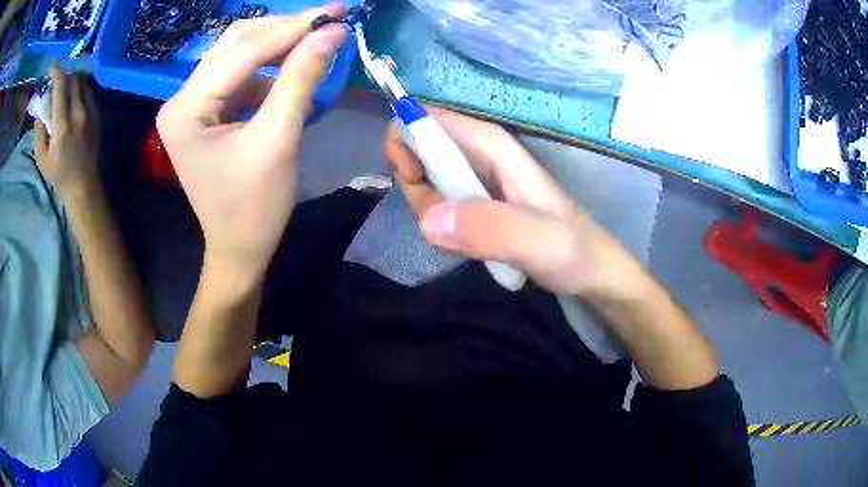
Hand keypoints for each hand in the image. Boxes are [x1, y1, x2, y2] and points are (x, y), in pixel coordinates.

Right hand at [34, 64, 99, 193]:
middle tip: (54, 80)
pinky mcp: (97, 113)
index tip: (51, 65)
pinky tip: (72, 95)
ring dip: (71, 79)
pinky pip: (88, 90)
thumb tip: (41, 107)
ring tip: (62, 87)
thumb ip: (39, 131)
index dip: (56, 72)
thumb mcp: (42, 158)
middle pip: (72, 79)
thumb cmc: (58, 173)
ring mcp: (90, 112)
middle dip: (63, 75)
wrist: (83, 183)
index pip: (61, 87)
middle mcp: (79, 113)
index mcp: (63, 125)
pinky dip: (79, 86)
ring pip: (82, 82)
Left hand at [157, 7, 346, 281]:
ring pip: (237, 54)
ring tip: (316, 41)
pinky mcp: (204, 112)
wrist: (238, 250)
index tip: (337, 12)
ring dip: (278, 45)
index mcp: (185, 109)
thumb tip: (331, 32)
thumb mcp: (279, 139)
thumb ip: (301, 78)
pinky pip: (239, 76)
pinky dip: (269, 68)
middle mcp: (180, 99)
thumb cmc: (255, 207)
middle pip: (234, 43)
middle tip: (328, 19)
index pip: (243, 51)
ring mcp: (190, 105)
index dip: (293, 28)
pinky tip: (293, 70)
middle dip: (283, 29)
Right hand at [384, 108, 646, 297]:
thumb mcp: (538, 241)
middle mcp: (478, 152)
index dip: (403, 143)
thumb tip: (429, 219)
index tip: (413, 182)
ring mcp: (476, 177)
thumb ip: (489, 229)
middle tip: (448, 222)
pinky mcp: (475, 200)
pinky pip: (437, 202)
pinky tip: (470, 244)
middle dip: (417, 187)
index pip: (425, 118)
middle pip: (417, 150)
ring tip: (469, 239)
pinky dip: (441, 225)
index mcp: (490, 144)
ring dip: (430, 211)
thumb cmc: (573, 250)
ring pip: (423, 179)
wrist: (591, 271)